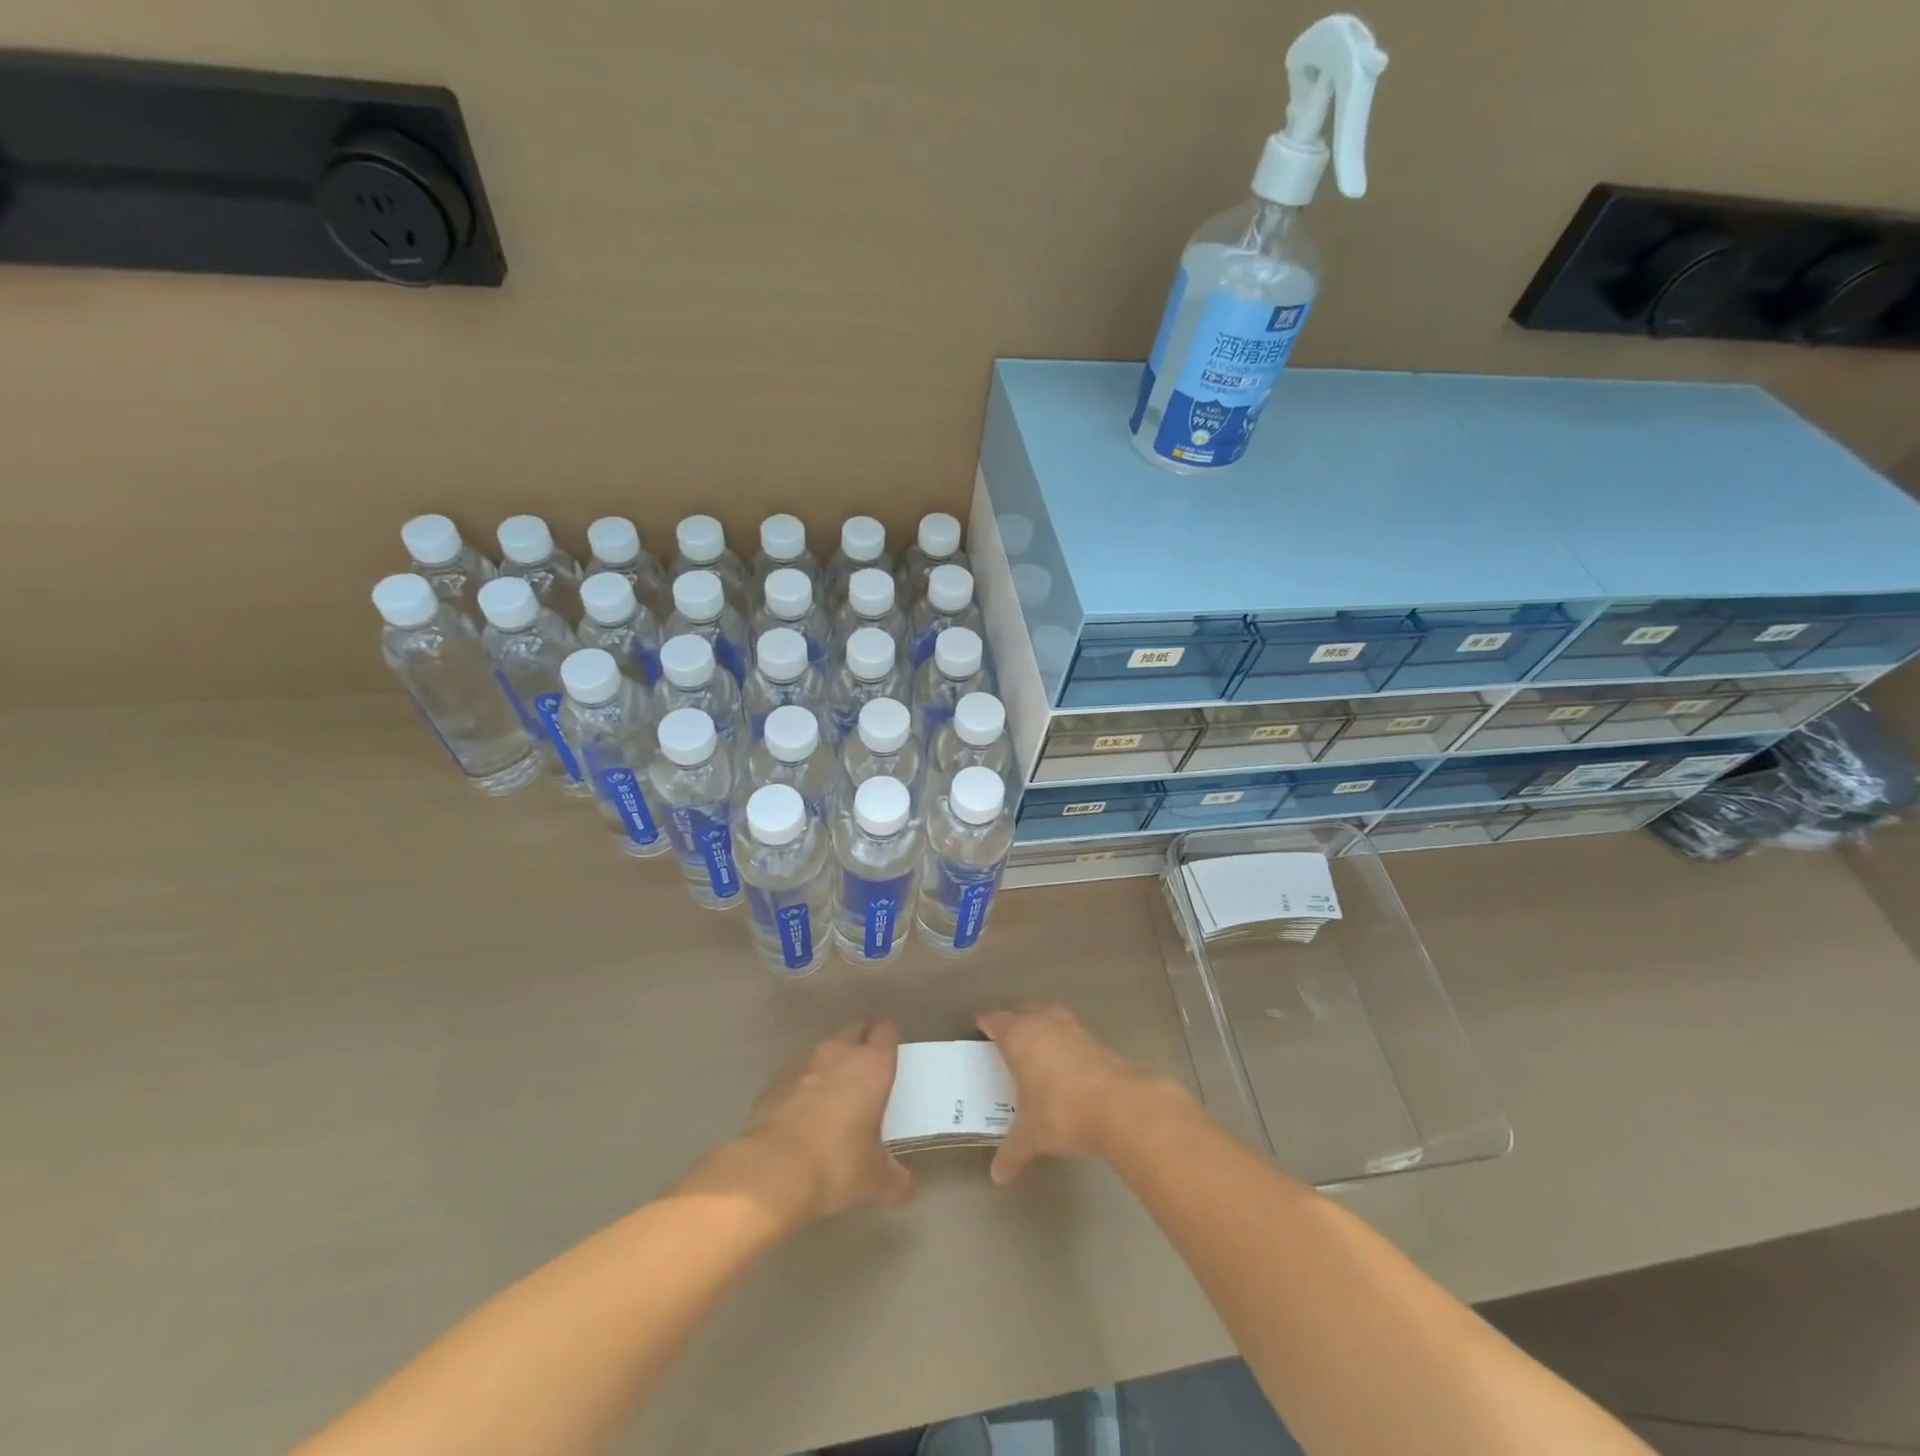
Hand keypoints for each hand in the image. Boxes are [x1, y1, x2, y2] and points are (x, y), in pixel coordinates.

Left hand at [718, 1022, 914, 1227]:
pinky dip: (804, 1084)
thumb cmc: (837, 1164)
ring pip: (825, 1050)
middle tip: (866, 1076)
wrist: (773, 1170)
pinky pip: (798, 1072)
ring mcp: (804, 1062)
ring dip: (831, 1065)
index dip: (889, 1042)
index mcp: (872, 1066)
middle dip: (861, 1045)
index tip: (891, 1060)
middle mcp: (840, 1053)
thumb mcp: (874, 1179)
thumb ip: (895, 1179)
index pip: (886, 1032)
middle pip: (855, 1031)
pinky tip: (802, 1114)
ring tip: (833, 1096)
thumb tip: (907, 1190)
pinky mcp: (776, 1079)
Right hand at [977, 1005, 1188, 1184]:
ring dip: (1040, 1024)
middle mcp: (1042, 1022)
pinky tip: (1064, 1059)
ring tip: (1035, 1044)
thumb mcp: (1031, 1136)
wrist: (1119, 1104)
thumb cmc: (1061, 1112)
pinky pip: (1069, 1030)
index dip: (987, 1023)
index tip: (981, 1026)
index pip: (996, 1021)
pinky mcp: (1094, 1037)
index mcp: (1018, 1037)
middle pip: (1022, 1011)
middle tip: (1006, 1037)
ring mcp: (1071, 1027)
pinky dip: (1062, 1039)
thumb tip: (997, 1176)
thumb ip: (1011, 1153)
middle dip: (1013, 1021)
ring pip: (1048, 1015)